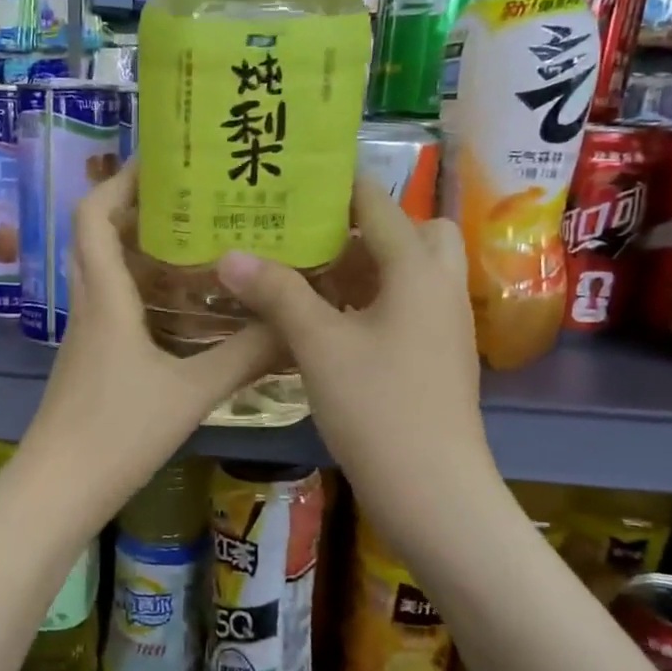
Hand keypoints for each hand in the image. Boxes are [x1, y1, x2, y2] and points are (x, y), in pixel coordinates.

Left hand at [23, 161, 280, 516]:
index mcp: (105, 298)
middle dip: (137, 209)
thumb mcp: (190, 393)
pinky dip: (142, 292)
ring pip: (106, 273)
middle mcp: (89, 306)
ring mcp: (86, 335)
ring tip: (198, 243)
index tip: (160, 163)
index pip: (93, 216)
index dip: (119, 182)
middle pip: (97, 237)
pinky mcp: (90, 361)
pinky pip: (114, 306)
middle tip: (193, 199)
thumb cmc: (117, 433)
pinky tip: (183, 308)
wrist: (58, 490)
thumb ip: (244, 357)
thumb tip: (295, 325)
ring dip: (141, 251)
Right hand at [216, 180, 493, 530]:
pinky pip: (404, 308)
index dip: (337, 187)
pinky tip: (325, 323)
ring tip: (306, 274)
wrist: (432, 491)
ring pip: (407, 274)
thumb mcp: (318, 344)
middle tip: (310, 237)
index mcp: (417, 270)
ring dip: (364, 267)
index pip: (377, 205)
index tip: (293, 179)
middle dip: (363, 228)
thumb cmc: (377, 407)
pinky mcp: (435, 357)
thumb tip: (228, 255)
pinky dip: (369, 302)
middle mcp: (439, 288)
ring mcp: (442, 326)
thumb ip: (276, 293)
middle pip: (410, 233)